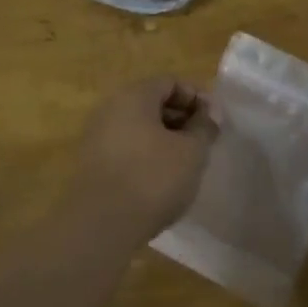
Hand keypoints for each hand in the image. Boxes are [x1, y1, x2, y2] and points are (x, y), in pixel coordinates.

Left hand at [62, 77, 218, 240]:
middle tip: (204, 142)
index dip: (197, 98)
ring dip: (165, 139)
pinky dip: (147, 155)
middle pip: (152, 103)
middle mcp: (110, 108)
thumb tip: (211, 112)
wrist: (101, 224)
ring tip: (186, 163)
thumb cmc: (153, 178)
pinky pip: (126, 147)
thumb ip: (204, 126)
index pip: (170, 82)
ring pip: (139, 127)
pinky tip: (161, 179)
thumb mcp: (191, 151)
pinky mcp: (92, 164)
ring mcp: (97, 136)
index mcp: (133, 96)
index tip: (215, 122)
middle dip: (182, 118)